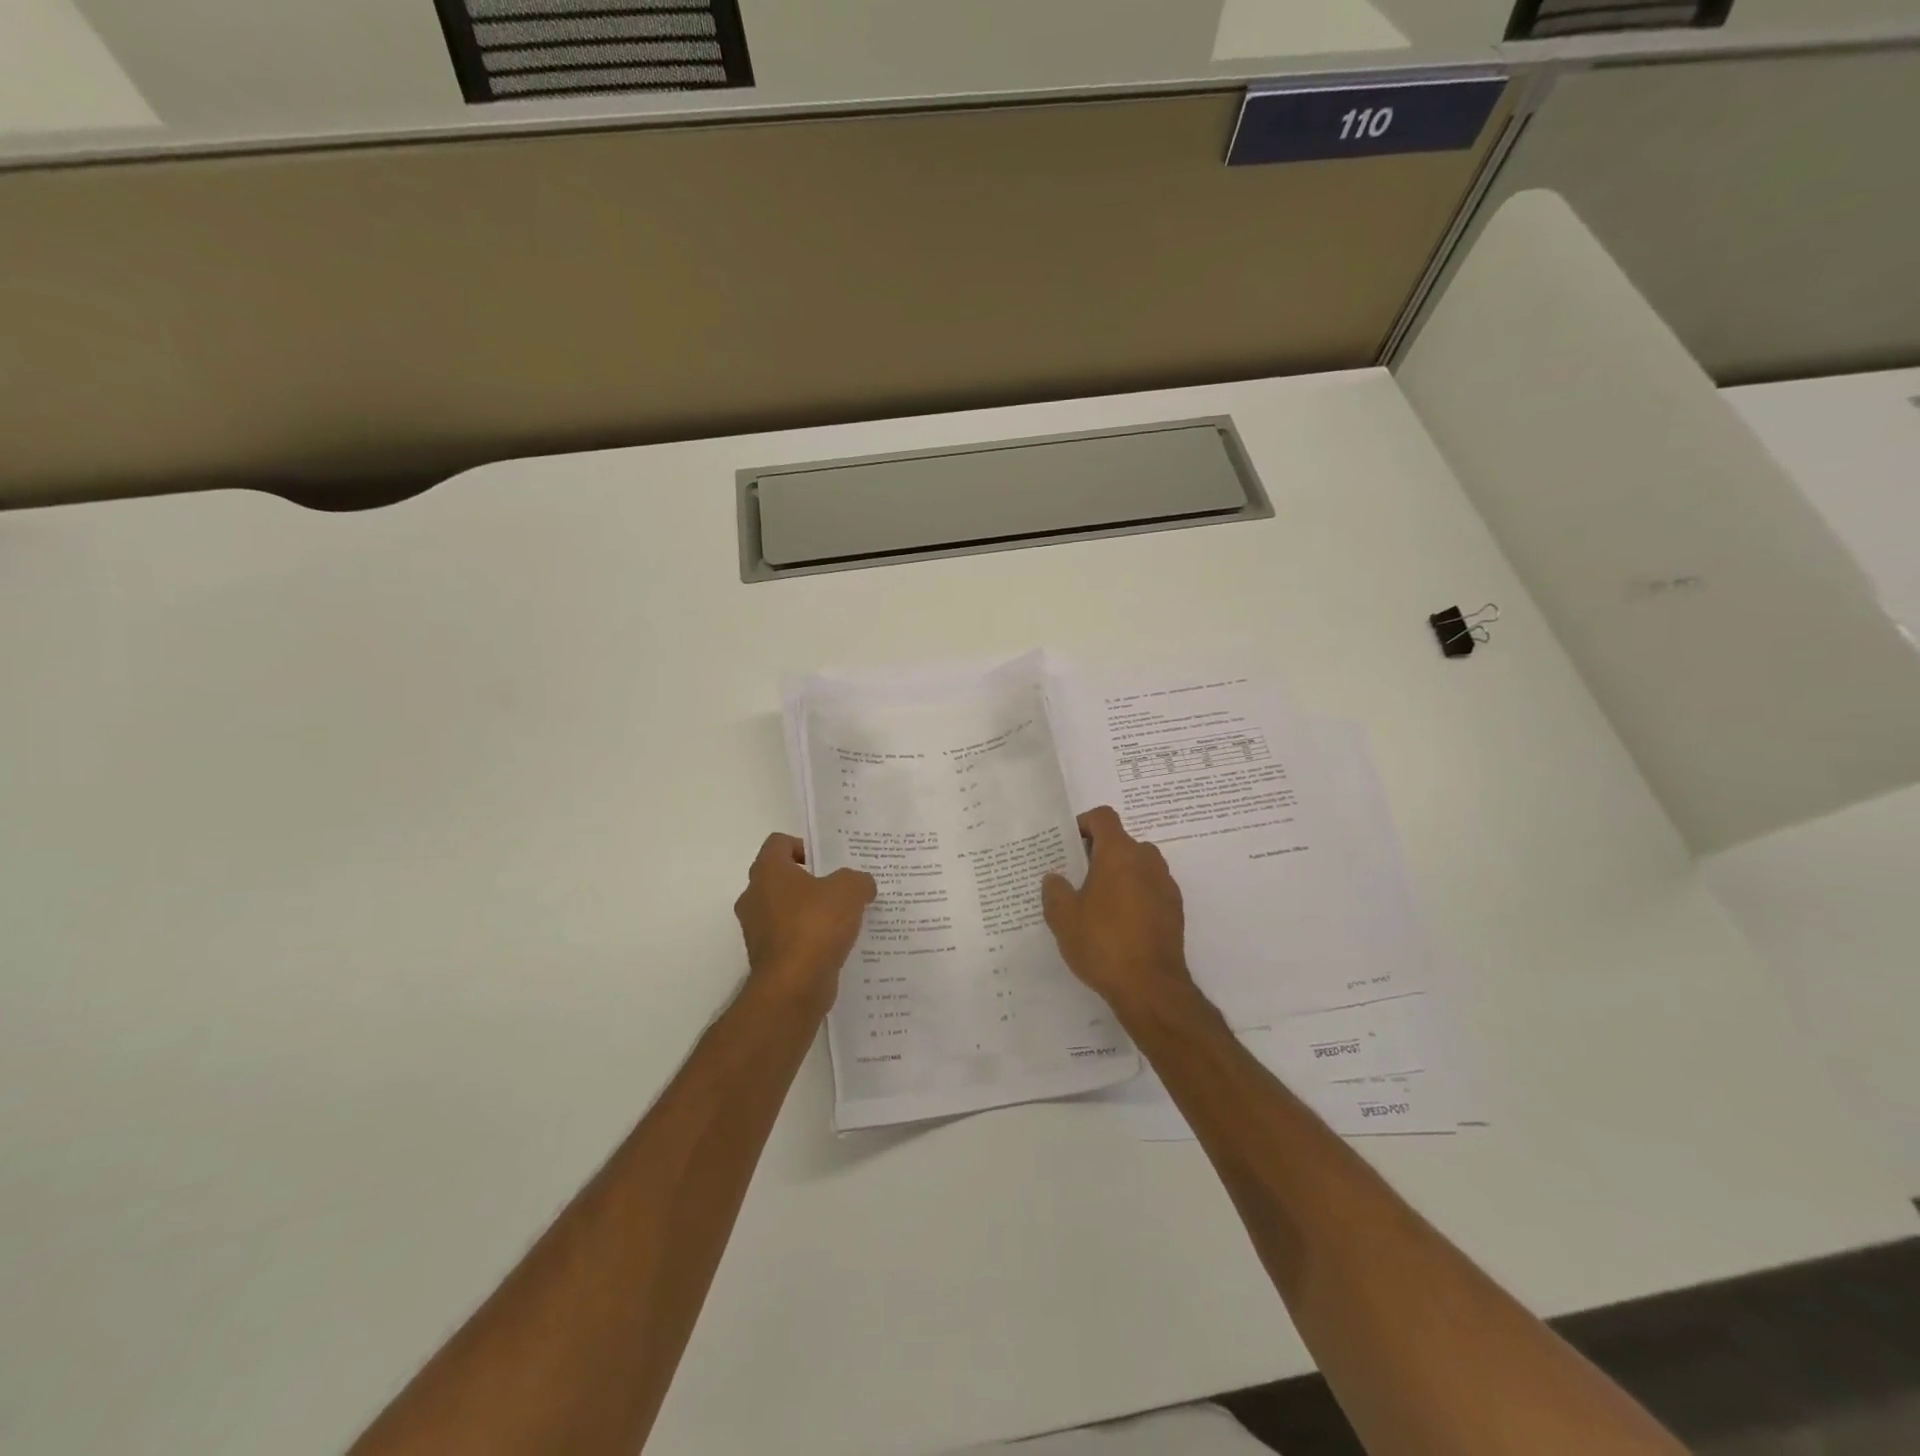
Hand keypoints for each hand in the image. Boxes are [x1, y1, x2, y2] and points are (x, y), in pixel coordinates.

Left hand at [734, 834, 876, 1015]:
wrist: (793, 987)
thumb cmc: (816, 925)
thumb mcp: (849, 890)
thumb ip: (857, 880)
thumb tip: (862, 885)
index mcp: (768, 871)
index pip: (778, 843)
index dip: (803, 845)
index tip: (827, 861)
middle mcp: (754, 896)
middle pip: (780, 877)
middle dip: (809, 881)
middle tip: (839, 888)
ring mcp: (756, 930)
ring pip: (784, 910)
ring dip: (809, 912)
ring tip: (842, 918)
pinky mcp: (766, 958)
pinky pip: (789, 938)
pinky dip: (808, 939)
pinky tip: (834, 945)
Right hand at [1041, 806, 1193, 1016]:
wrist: (1150, 987)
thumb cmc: (1103, 943)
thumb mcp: (1063, 917)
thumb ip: (1054, 890)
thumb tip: (1055, 878)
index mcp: (1119, 853)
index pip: (1103, 817)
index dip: (1083, 824)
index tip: (1068, 846)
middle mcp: (1147, 861)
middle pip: (1121, 842)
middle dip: (1099, 854)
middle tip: (1077, 878)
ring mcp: (1165, 885)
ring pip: (1138, 866)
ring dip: (1119, 875)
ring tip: (1097, 903)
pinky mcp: (1175, 910)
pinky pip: (1150, 889)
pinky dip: (1135, 896)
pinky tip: (1119, 924)